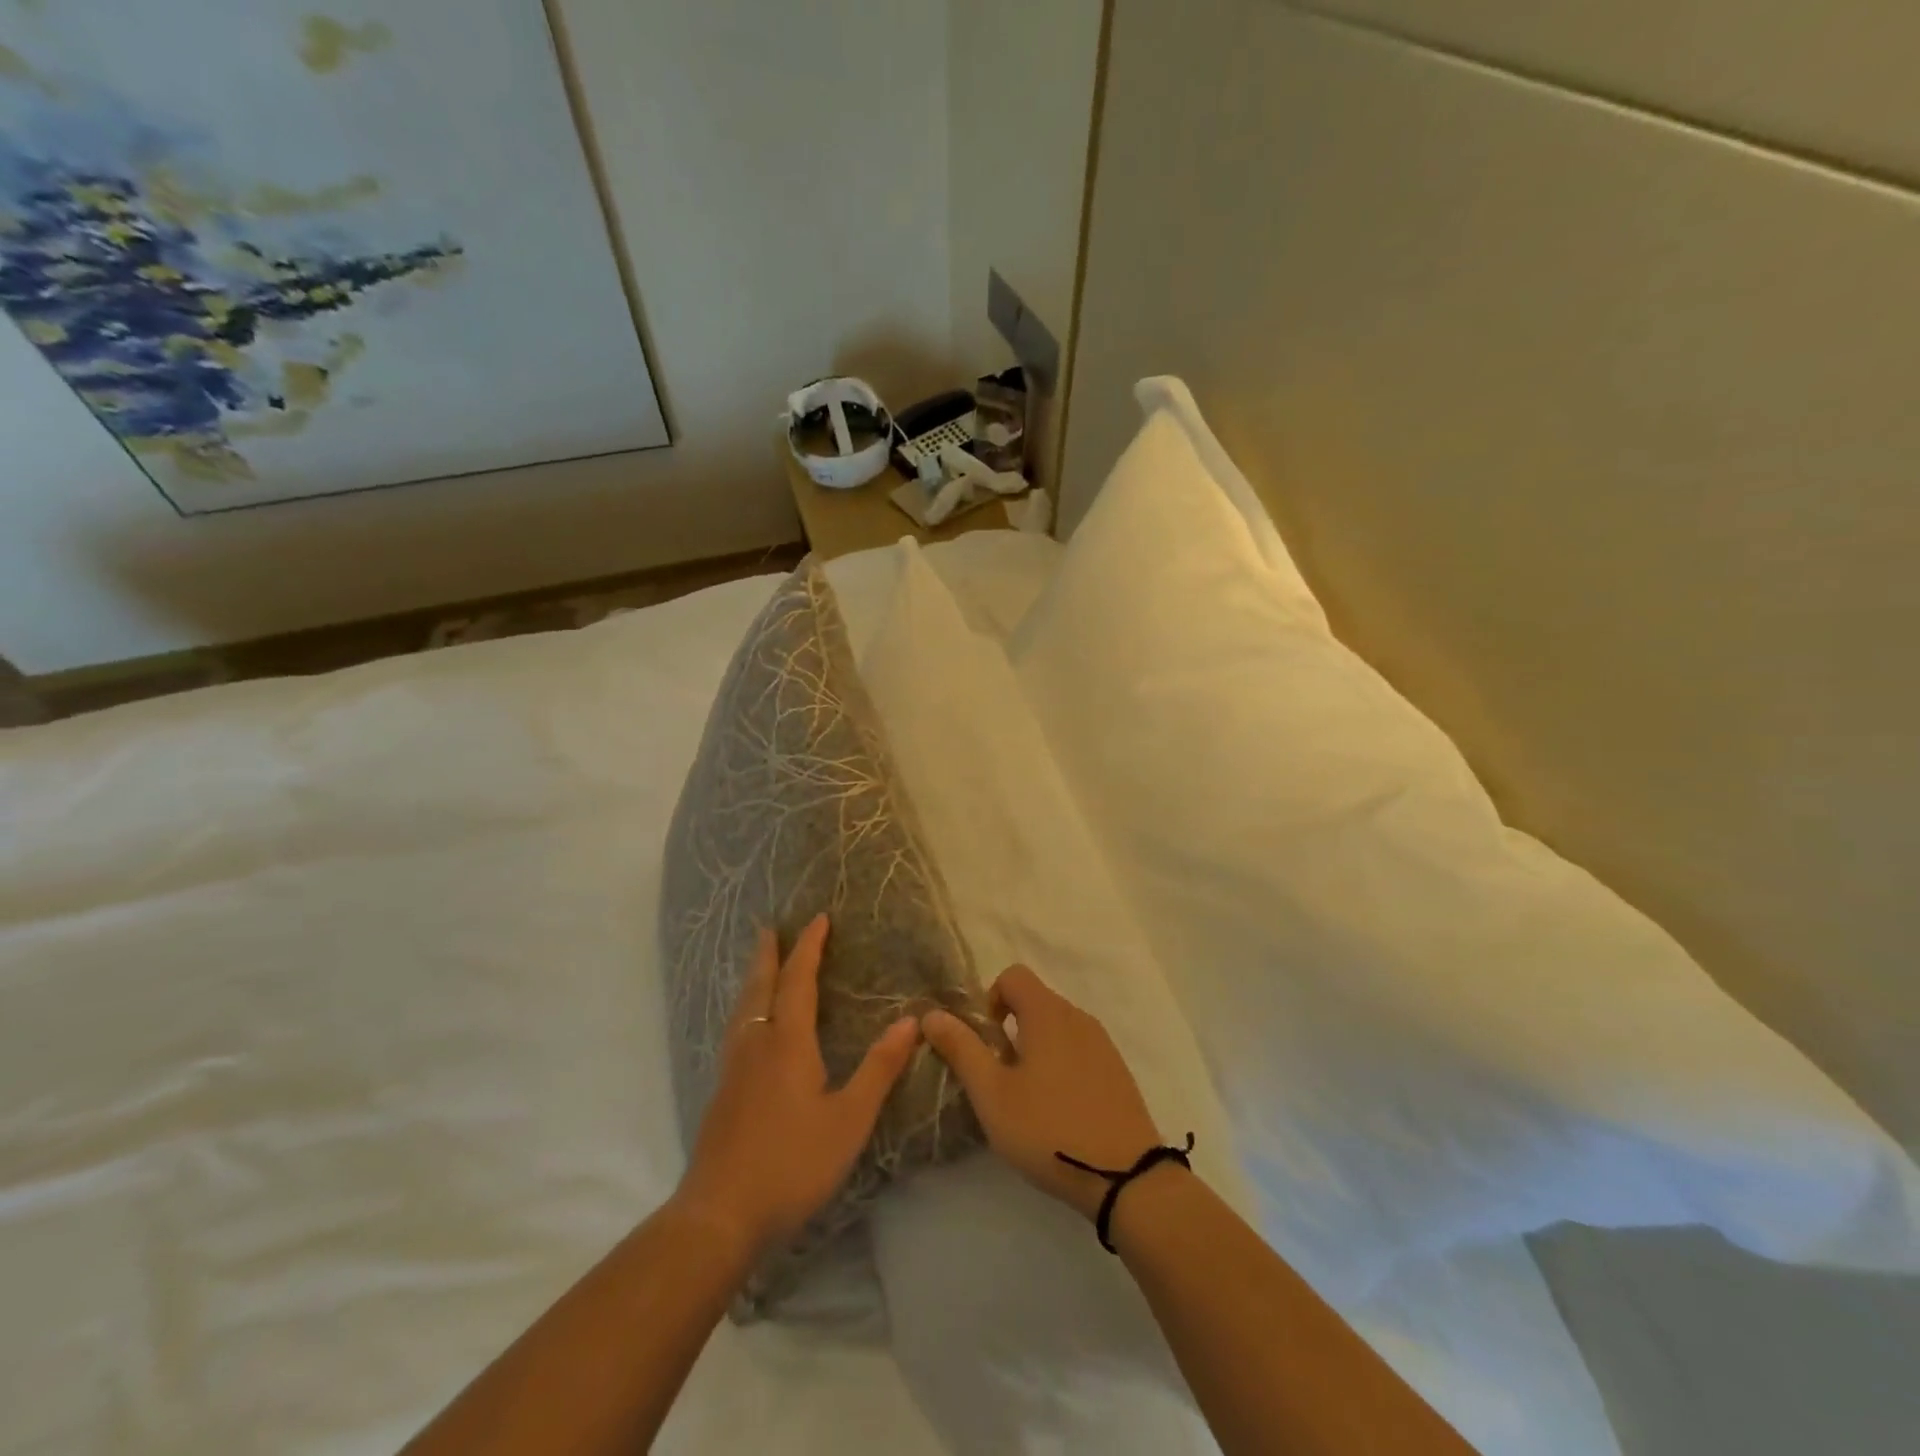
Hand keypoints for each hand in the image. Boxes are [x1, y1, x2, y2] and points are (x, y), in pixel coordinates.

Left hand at [674, 915, 920, 1258]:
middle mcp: (757, 1044)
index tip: (818, 919)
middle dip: (769, 954)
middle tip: (770, 928)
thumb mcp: (849, 1119)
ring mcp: (734, 1069)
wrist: (719, 1215)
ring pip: (743, 1008)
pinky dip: (746, 1008)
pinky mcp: (723, 1092)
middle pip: (761, 986)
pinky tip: (748, 1027)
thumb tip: (910, 1021)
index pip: (799, 981)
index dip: (809, 948)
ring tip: (759, 966)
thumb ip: (879, 1069)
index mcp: (788, 1043)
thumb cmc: (792, 1163)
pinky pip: (736, 1030)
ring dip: (754, 979)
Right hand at [922, 966, 1162, 1220]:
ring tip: (1028, 1099)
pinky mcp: (1117, 1070)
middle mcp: (1077, 1016)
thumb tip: (932, 1014)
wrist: (1126, 1177)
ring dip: (1035, 1049)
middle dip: (1010, 1029)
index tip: (986, 1044)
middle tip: (1000, 1078)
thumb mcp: (993, 1094)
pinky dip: (1061, 1065)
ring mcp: (1102, 1043)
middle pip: (1035, 1001)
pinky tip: (1058, 1111)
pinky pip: (1078, 1050)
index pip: (1013, 975)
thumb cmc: (1048, 1129)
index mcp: (1047, 1013)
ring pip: (1057, 1028)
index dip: (991, 1000)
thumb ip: (961, 1049)